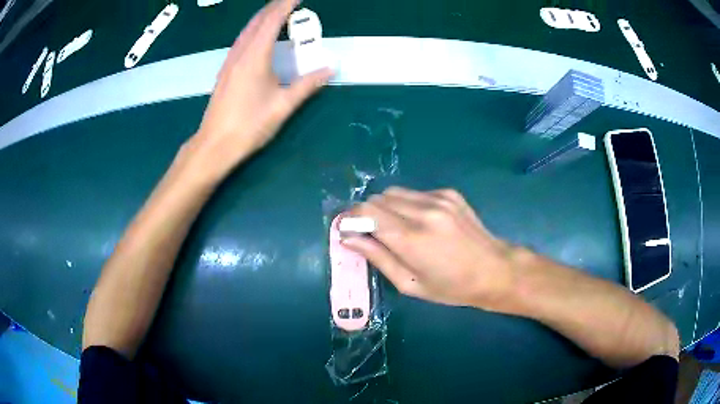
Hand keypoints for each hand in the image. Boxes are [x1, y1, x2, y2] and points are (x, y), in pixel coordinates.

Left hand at [188, 0, 332, 183]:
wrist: (215, 144)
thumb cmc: (249, 125)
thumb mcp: (283, 105)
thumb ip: (307, 84)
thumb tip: (330, 68)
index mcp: (255, 56)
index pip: (272, 20)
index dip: (286, 4)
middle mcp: (240, 53)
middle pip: (258, 21)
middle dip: (274, 6)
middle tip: (290, 0)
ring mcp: (230, 61)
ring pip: (247, 29)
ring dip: (263, 16)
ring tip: (277, 10)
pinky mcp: (225, 70)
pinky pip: (241, 40)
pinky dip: (253, 29)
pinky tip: (258, 34)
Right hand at [342, 187, 517, 309]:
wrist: (494, 270)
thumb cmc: (451, 287)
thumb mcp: (410, 283)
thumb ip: (377, 257)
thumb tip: (348, 238)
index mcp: (411, 238)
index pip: (366, 211)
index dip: (351, 218)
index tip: (349, 231)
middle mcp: (423, 211)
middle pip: (377, 198)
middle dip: (368, 214)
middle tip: (374, 235)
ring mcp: (438, 198)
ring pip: (395, 192)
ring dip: (387, 208)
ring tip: (398, 229)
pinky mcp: (449, 193)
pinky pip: (415, 193)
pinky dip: (408, 205)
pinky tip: (422, 223)